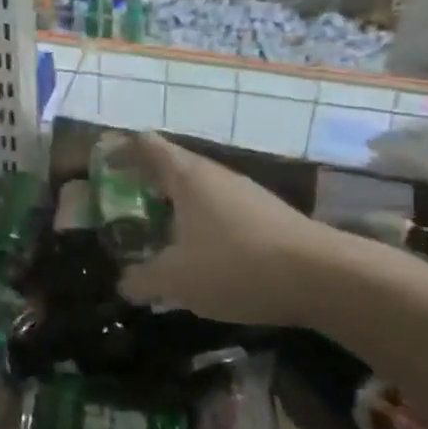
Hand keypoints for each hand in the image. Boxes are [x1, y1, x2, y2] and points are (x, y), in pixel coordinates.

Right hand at [116, 133, 334, 323]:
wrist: (326, 278)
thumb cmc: (236, 265)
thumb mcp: (176, 279)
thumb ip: (143, 279)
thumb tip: (124, 283)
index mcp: (186, 176)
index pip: (146, 145)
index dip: (121, 150)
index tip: (101, 165)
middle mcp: (215, 175)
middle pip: (172, 166)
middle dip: (145, 183)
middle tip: (121, 206)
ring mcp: (246, 194)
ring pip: (199, 191)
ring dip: (175, 207)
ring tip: (156, 233)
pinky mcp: (268, 217)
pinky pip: (221, 211)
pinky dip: (201, 224)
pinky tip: (200, 255)